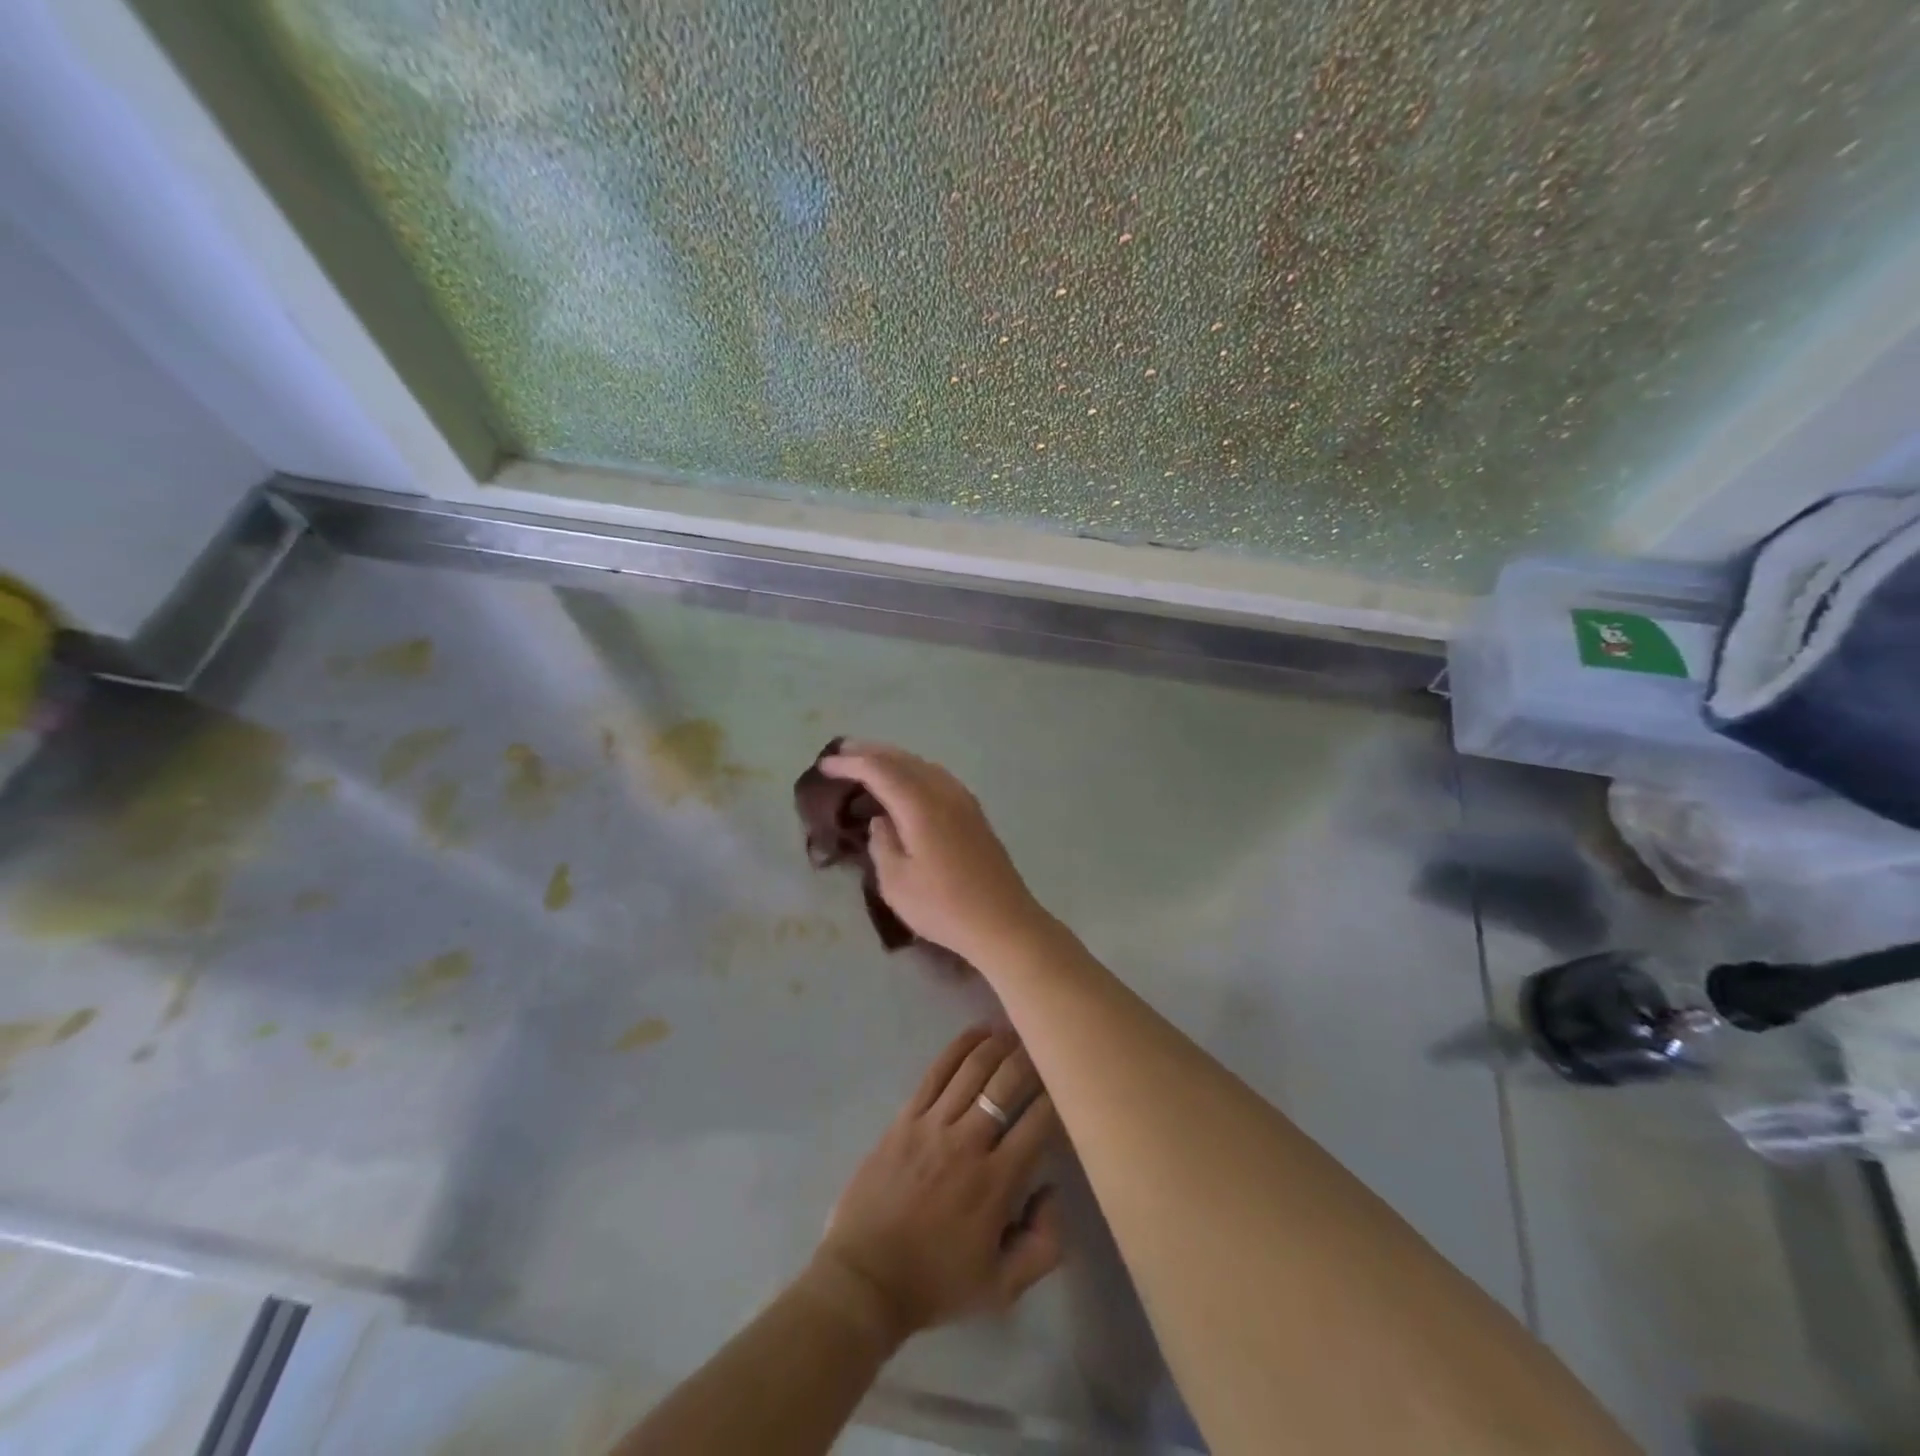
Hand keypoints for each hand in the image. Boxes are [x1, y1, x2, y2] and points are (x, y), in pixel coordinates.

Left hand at [811, 1027, 1062, 1346]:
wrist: (866, 1280)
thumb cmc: (936, 1283)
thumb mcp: (1003, 1288)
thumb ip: (1044, 1245)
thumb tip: (1052, 1189)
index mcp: (996, 1182)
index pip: (1038, 1122)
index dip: (1058, 1096)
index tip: (1069, 1084)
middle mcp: (968, 1143)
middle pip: (1006, 1083)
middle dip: (1031, 1058)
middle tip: (1046, 1043)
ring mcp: (933, 1125)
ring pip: (973, 1069)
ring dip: (999, 1044)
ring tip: (1016, 1030)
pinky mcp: (905, 1118)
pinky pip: (936, 1072)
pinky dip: (959, 1048)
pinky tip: (978, 1032)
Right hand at [819, 742, 1051, 964]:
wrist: (1003, 921)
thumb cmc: (943, 907)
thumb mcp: (896, 882)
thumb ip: (882, 843)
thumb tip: (881, 819)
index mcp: (921, 805)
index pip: (880, 770)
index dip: (850, 763)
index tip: (825, 764)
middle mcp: (944, 792)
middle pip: (903, 759)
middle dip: (871, 752)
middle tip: (842, 750)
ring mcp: (964, 800)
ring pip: (923, 765)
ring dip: (894, 759)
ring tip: (869, 761)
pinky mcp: (974, 813)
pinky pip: (937, 777)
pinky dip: (914, 771)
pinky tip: (906, 783)